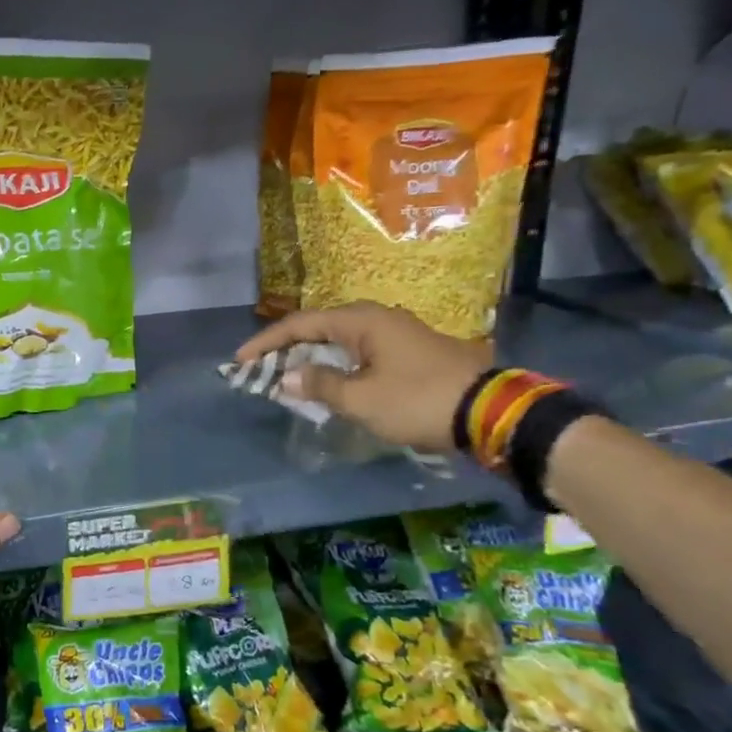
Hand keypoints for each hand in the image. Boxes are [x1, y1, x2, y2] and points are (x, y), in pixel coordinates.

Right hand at [236, 303, 491, 453]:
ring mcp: (395, 335)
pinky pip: (358, 355)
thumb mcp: (362, 398)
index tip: (239, 360)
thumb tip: (288, 376)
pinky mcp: (409, 354)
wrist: (491, 412)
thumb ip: (320, 385)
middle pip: (318, 330)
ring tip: (287, 381)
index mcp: (361, 321)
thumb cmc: (418, 400)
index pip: (299, 324)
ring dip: (311, 361)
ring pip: (339, 343)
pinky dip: (335, 368)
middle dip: (286, 350)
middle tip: (260, 371)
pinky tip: (327, 386)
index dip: (266, 343)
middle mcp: (376, 319)